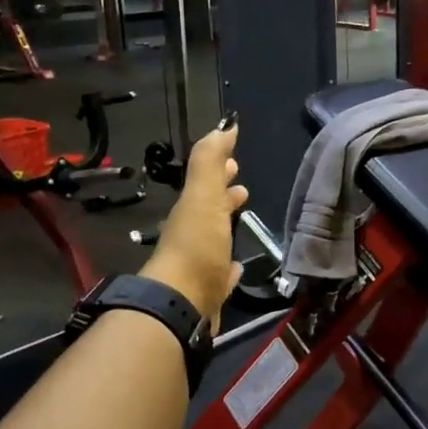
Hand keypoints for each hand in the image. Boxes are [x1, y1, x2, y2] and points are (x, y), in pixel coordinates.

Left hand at [141, 121, 248, 323]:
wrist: (182, 304)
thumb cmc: (196, 244)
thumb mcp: (203, 195)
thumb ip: (210, 161)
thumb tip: (225, 124)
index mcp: (190, 211)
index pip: (206, 184)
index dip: (220, 171)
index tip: (235, 161)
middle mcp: (191, 235)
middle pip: (208, 210)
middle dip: (224, 195)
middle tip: (242, 188)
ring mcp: (199, 265)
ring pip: (215, 239)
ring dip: (226, 225)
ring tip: (244, 217)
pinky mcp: (209, 293)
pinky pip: (221, 274)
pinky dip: (230, 266)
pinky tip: (238, 267)